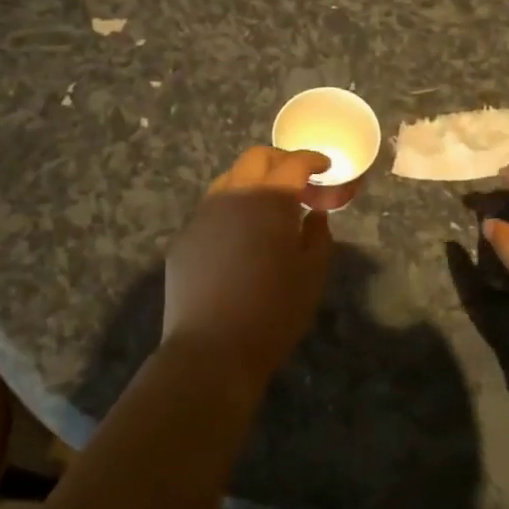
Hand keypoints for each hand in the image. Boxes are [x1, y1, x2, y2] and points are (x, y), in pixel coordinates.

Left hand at [163, 147, 333, 388]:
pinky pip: (210, 212)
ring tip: (268, 207)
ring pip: (228, 181)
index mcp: (269, 199)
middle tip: (298, 179)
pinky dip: (231, 211)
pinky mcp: (183, 240)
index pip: (293, 163)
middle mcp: (232, 196)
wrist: (211, 350)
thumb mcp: (312, 275)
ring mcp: (202, 216)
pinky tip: (239, 238)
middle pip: (255, 159)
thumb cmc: (273, 312)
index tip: (325, 165)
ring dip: (252, 182)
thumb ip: (319, 236)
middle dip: (280, 161)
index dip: (312, 159)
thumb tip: (314, 214)